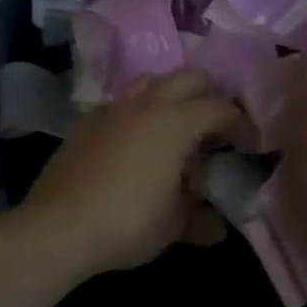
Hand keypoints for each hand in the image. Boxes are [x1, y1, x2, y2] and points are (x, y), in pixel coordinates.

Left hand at [18, 69, 240, 275]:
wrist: (56, 228)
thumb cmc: (126, 223)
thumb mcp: (173, 226)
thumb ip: (201, 220)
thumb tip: (219, 226)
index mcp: (176, 122)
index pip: (222, 109)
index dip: (242, 125)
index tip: (251, 146)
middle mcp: (148, 104)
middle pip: (190, 78)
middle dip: (211, 96)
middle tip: (218, 128)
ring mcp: (114, 109)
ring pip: (153, 81)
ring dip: (174, 95)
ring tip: (179, 125)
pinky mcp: (88, 121)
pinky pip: (124, 102)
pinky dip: (142, 111)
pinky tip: (139, 142)